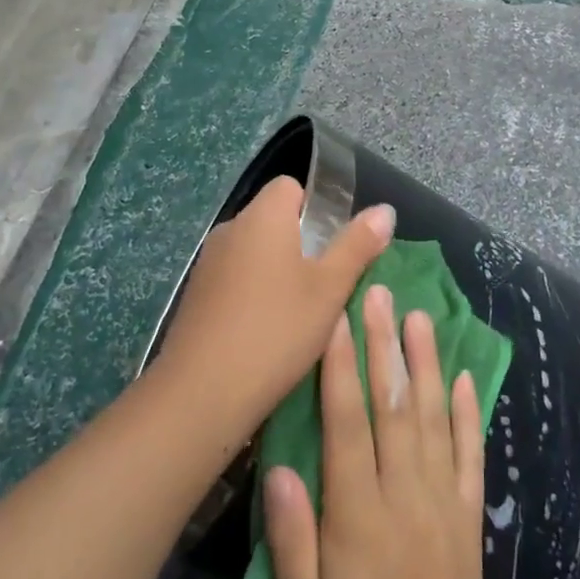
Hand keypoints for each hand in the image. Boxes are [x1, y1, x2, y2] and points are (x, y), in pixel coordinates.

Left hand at [153, 177, 393, 443]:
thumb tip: (384, 209)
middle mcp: (230, 229)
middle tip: (325, 285)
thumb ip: (358, 245)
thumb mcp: (330, 289)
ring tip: (299, 313)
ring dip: (277, 272)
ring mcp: (207, 263)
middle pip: (273, 219)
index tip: (332, 246)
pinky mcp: (195, 296)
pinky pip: (234, 279)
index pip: (291, 186)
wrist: (202, 392)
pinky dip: (253, 294)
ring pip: (254, 252)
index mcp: (262, 216)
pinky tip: (266, 332)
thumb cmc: (276, 330)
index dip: (317, 208)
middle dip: (301, 244)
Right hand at [265, 286, 512, 578]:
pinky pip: (472, 458)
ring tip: (420, 316)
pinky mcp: (470, 522)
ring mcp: (445, 507)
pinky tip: (467, 378)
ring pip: (436, 420)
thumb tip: (280, 467)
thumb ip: (292, 545)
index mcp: (360, 522)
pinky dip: (471, 414)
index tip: (336, 319)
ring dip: (427, 364)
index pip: (348, 427)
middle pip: (395, 408)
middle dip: (384, 346)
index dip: (340, 369)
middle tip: (378, 293)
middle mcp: (407, 500)